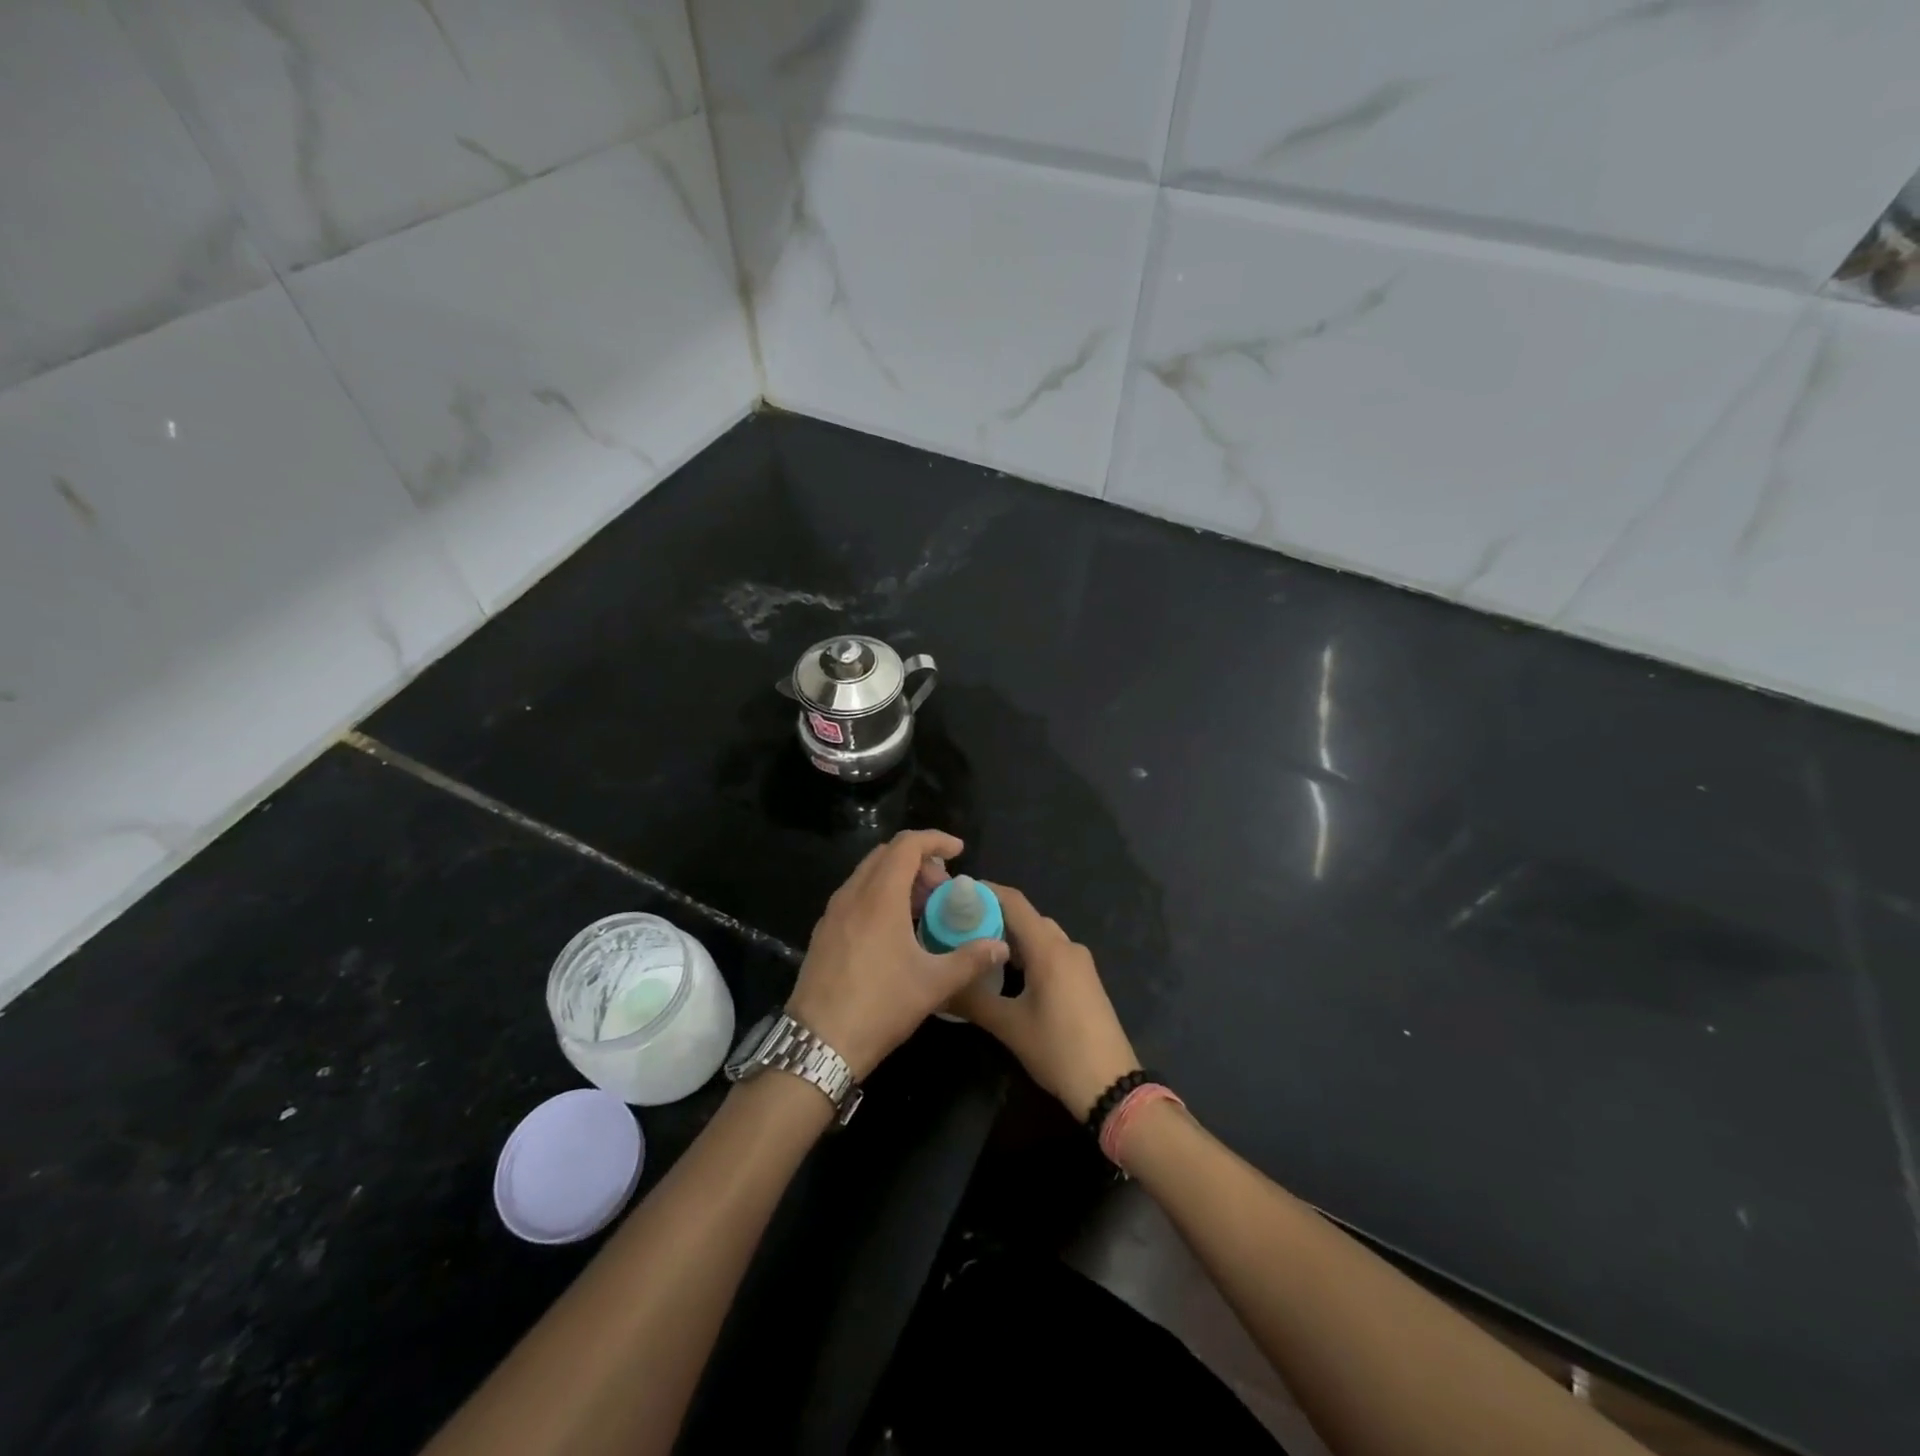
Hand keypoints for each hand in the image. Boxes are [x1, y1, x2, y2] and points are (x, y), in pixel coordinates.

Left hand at [787, 831, 1008, 1078]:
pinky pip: (855, 895)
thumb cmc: (880, 1007)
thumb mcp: (934, 984)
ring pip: (868, 874)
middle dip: (919, 861)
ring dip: (898, 879)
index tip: (959, 852)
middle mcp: (853, 895)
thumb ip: (971, 959)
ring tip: (923, 909)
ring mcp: (833, 913)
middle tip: (943, 889)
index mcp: (880, 897)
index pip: (907, 845)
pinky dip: (879, 895)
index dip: (935, 840)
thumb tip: (1000, 946)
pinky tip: (894, 930)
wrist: (818, 1043)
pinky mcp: (824, 932)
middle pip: (887, 855)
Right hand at [949, 885, 1139, 1119]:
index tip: (956, 893)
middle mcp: (1067, 946)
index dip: (986, 892)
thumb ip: (972, 1000)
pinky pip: (1052, 952)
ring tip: (977, 947)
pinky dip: (1028, 952)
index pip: (1014, 902)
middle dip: (994, 916)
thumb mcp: (1009, 1026)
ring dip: (1012, 936)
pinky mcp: (1085, 980)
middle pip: (1027, 918)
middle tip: (960, 925)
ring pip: (1040, 936)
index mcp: (1049, 949)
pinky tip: (1008, 972)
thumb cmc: (1058, 1050)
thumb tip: (938, 987)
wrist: (1111, 1086)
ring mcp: (1080, 963)